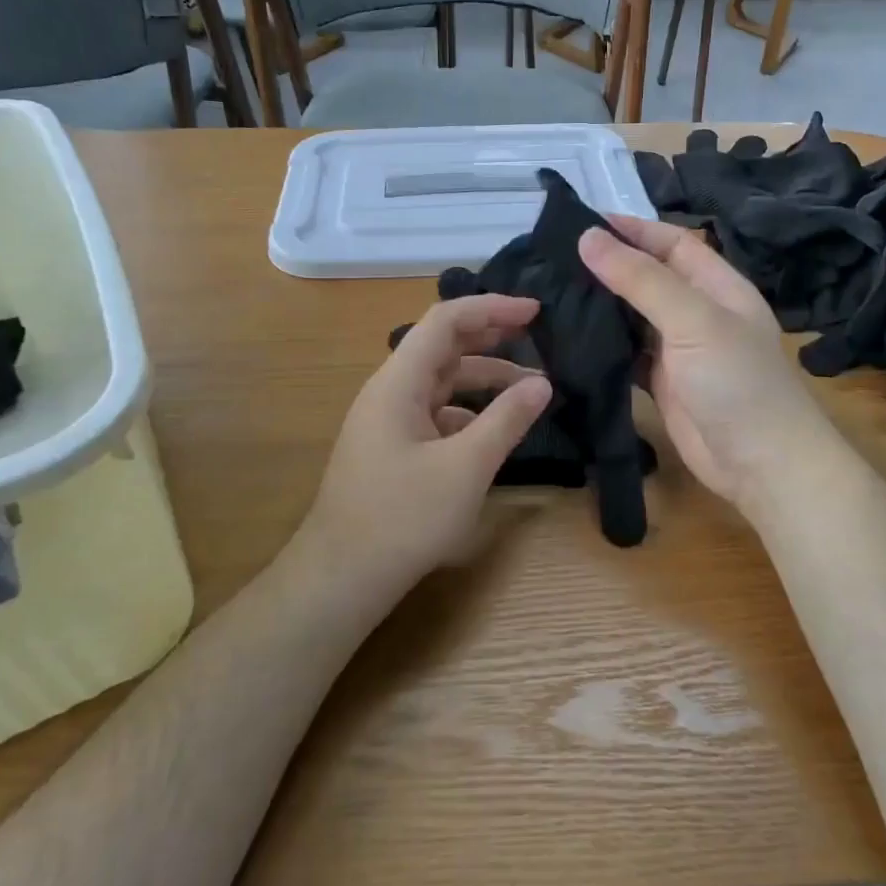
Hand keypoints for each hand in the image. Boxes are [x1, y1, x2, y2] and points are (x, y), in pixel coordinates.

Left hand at [297, 294, 552, 601]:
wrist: (343, 576)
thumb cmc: (404, 517)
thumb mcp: (466, 467)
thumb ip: (506, 420)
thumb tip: (543, 384)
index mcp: (398, 383)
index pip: (446, 322)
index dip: (491, 308)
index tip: (535, 310)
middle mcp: (390, 392)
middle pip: (443, 347)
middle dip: (491, 337)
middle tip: (537, 335)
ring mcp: (388, 422)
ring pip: (442, 384)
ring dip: (485, 380)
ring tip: (531, 391)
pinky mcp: (393, 449)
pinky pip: (436, 414)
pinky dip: (469, 412)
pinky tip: (495, 432)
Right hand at [578, 216, 837, 512]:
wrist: (761, 466)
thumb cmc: (737, 383)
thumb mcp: (693, 321)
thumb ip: (641, 280)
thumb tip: (588, 238)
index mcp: (717, 286)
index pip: (671, 243)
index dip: (632, 230)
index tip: (581, 224)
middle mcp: (698, 312)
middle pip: (649, 277)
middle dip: (609, 266)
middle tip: (553, 259)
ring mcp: (679, 350)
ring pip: (634, 316)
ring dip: (601, 305)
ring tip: (552, 292)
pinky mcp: (662, 383)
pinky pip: (627, 354)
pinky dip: (602, 345)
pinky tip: (570, 338)